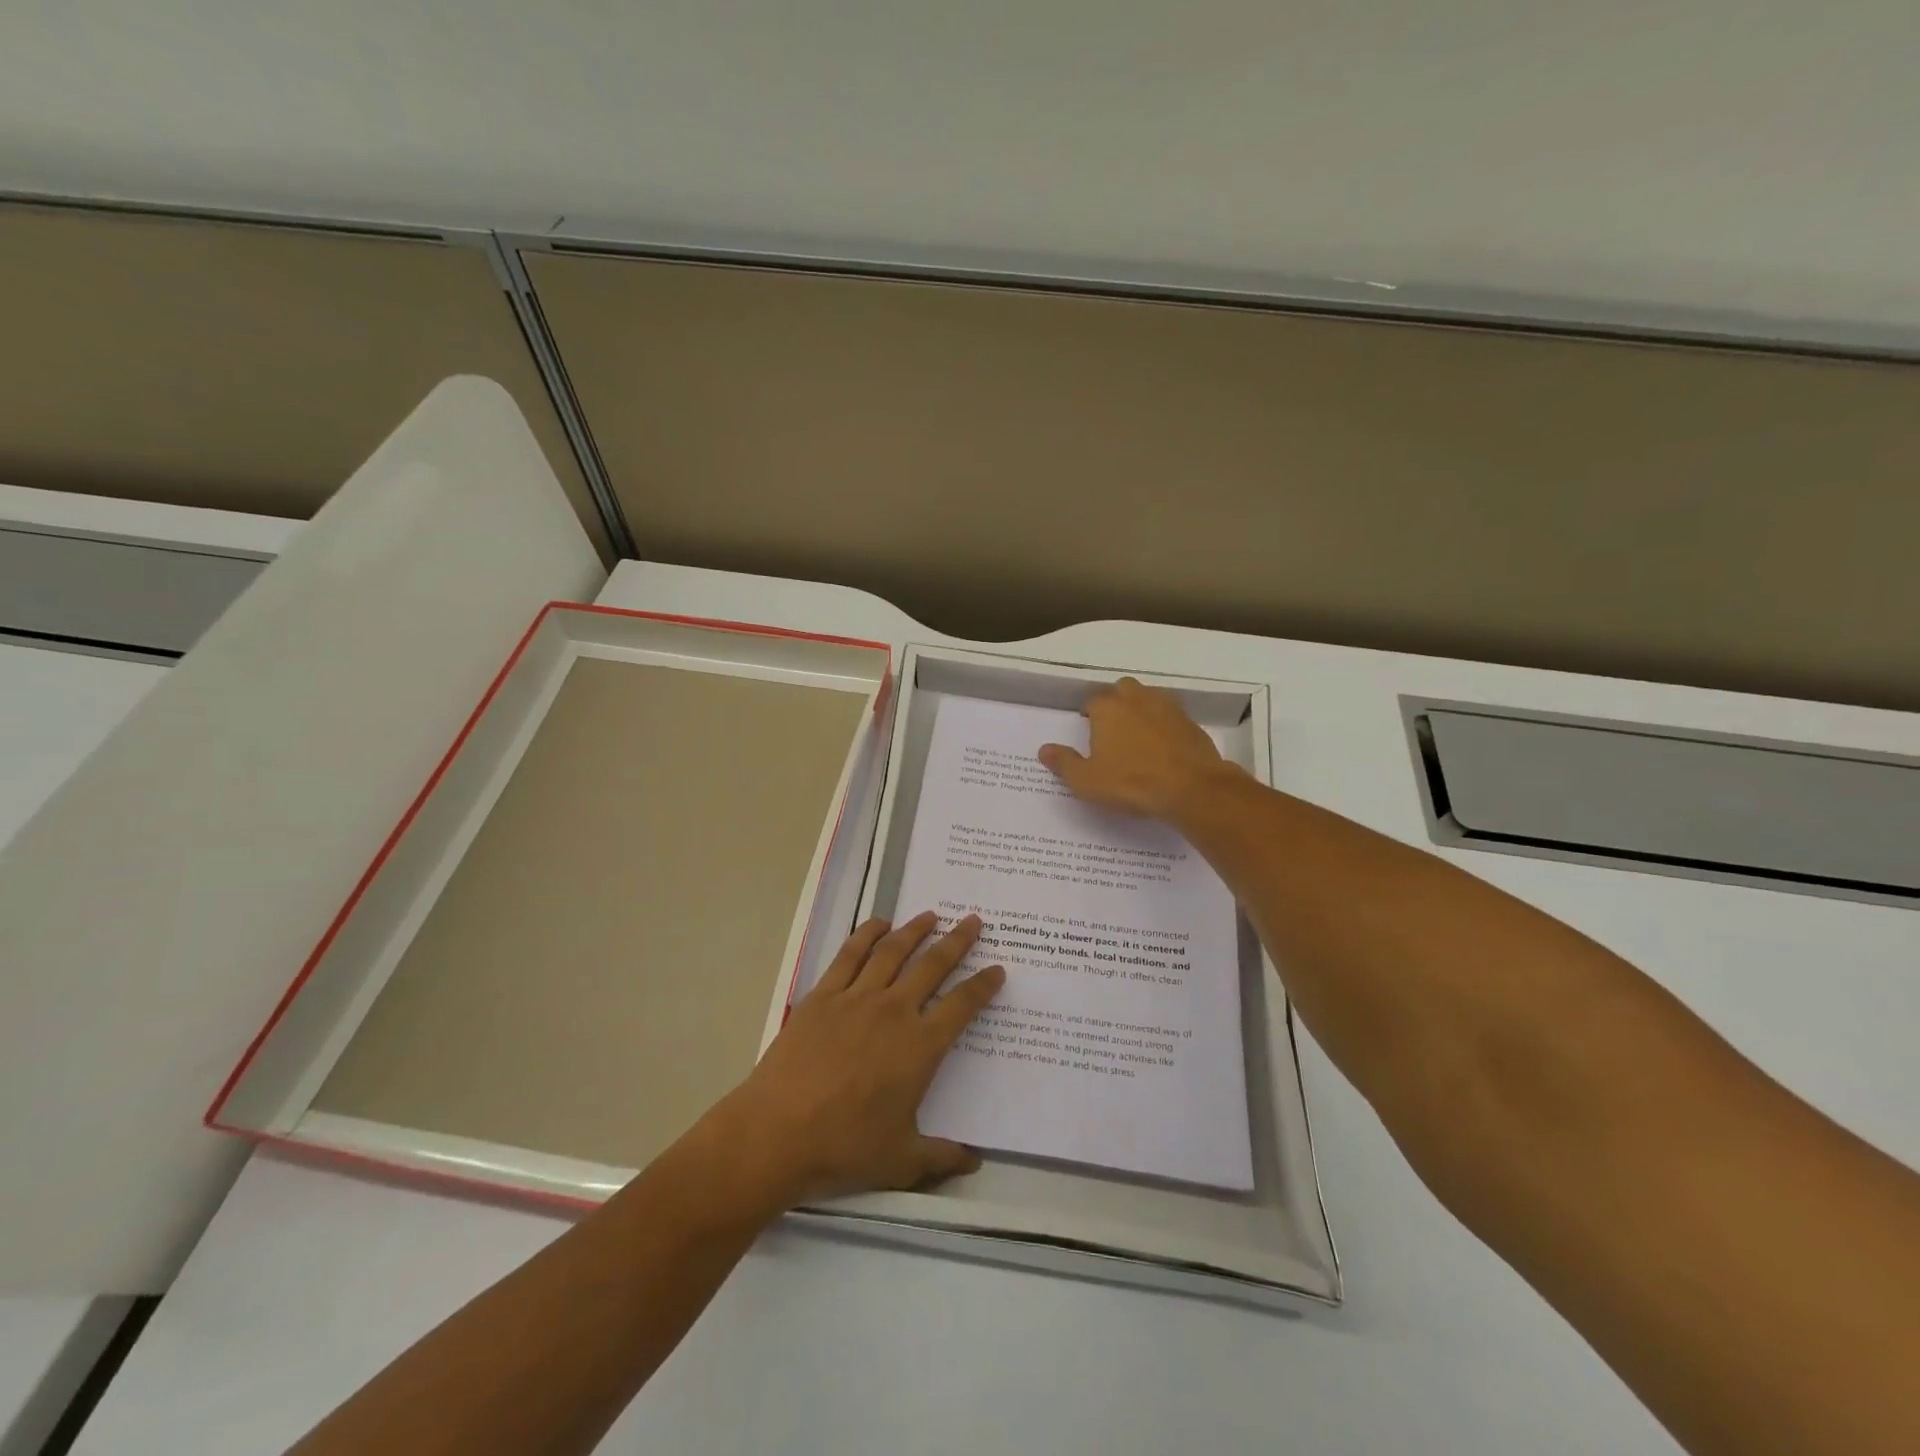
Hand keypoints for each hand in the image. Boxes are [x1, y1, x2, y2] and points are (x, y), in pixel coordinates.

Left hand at [714, 912, 1003, 1208]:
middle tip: (973, 921)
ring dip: (915, 930)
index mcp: (920, 1047)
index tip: (997, 968)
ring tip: (930, 915)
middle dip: (957, 941)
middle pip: (933, 966)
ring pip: (893, 952)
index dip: (983, 985)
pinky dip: (867, 934)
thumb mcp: (901, 1161)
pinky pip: (850, 955)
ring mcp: (856, 999)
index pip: (962, 1006)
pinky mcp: (823, 996)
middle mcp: (894, 1012)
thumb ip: (942, 1157)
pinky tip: (878, 924)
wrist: (777, 1133)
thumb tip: (975, 1161)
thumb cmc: (844, 1147)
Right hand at [1038, 676, 1235, 818]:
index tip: (1088, 731)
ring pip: (1150, 698)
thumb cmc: (1131, 783)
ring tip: (1138, 735)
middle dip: (1116, 703)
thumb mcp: (1087, 781)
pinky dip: (1165, 725)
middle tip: (1113, 729)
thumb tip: (1044, 749)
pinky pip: (1172, 716)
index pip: (1092, 701)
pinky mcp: (1191, 723)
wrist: (1191, 788)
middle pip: (1123, 690)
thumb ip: (1064, 763)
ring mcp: (1168, 708)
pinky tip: (1164, 747)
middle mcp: (1137, 699)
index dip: (1089, 715)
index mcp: (1108, 709)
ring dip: (1142, 710)